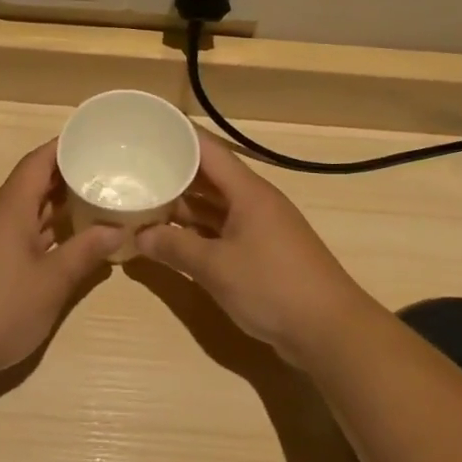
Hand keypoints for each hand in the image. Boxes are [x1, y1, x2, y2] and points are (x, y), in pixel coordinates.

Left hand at [0, 141, 122, 375]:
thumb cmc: (1, 308)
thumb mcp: (52, 281)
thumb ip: (85, 251)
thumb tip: (117, 229)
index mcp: (9, 208)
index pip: (37, 162)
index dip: (62, 146)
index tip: (92, 138)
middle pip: (31, 183)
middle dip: (65, 176)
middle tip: (104, 170)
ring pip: (25, 209)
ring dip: (55, 204)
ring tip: (94, 199)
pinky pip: (17, 230)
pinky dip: (43, 227)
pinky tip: (66, 238)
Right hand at [133, 138, 375, 363]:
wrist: (329, 331)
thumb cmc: (272, 286)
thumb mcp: (215, 267)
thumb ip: (175, 248)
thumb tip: (139, 236)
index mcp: (247, 191)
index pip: (207, 149)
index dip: (177, 136)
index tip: (144, 130)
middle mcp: (254, 202)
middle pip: (208, 176)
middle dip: (172, 172)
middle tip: (132, 169)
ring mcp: (259, 228)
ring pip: (213, 206)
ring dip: (182, 205)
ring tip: (142, 201)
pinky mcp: (261, 253)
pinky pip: (221, 230)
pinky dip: (196, 232)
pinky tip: (170, 238)